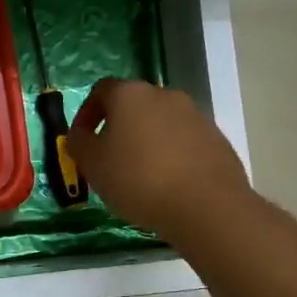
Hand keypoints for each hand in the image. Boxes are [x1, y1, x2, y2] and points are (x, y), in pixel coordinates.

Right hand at [66, 78, 249, 240]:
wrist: (206, 206)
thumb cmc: (138, 179)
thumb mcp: (92, 164)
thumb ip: (78, 143)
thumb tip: (80, 135)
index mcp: (131, 94)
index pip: (101, 90)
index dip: (87, 113)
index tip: (82, 140)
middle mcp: (165, 95)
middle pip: (134, 105)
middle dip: (119, 128)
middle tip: (110, 159)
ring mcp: (196, 116)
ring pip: (161, 124)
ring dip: (147, 142)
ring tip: (140, 176)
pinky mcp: (217, 140)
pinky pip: (185, 143)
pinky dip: (172, 156)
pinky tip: (169, 185)